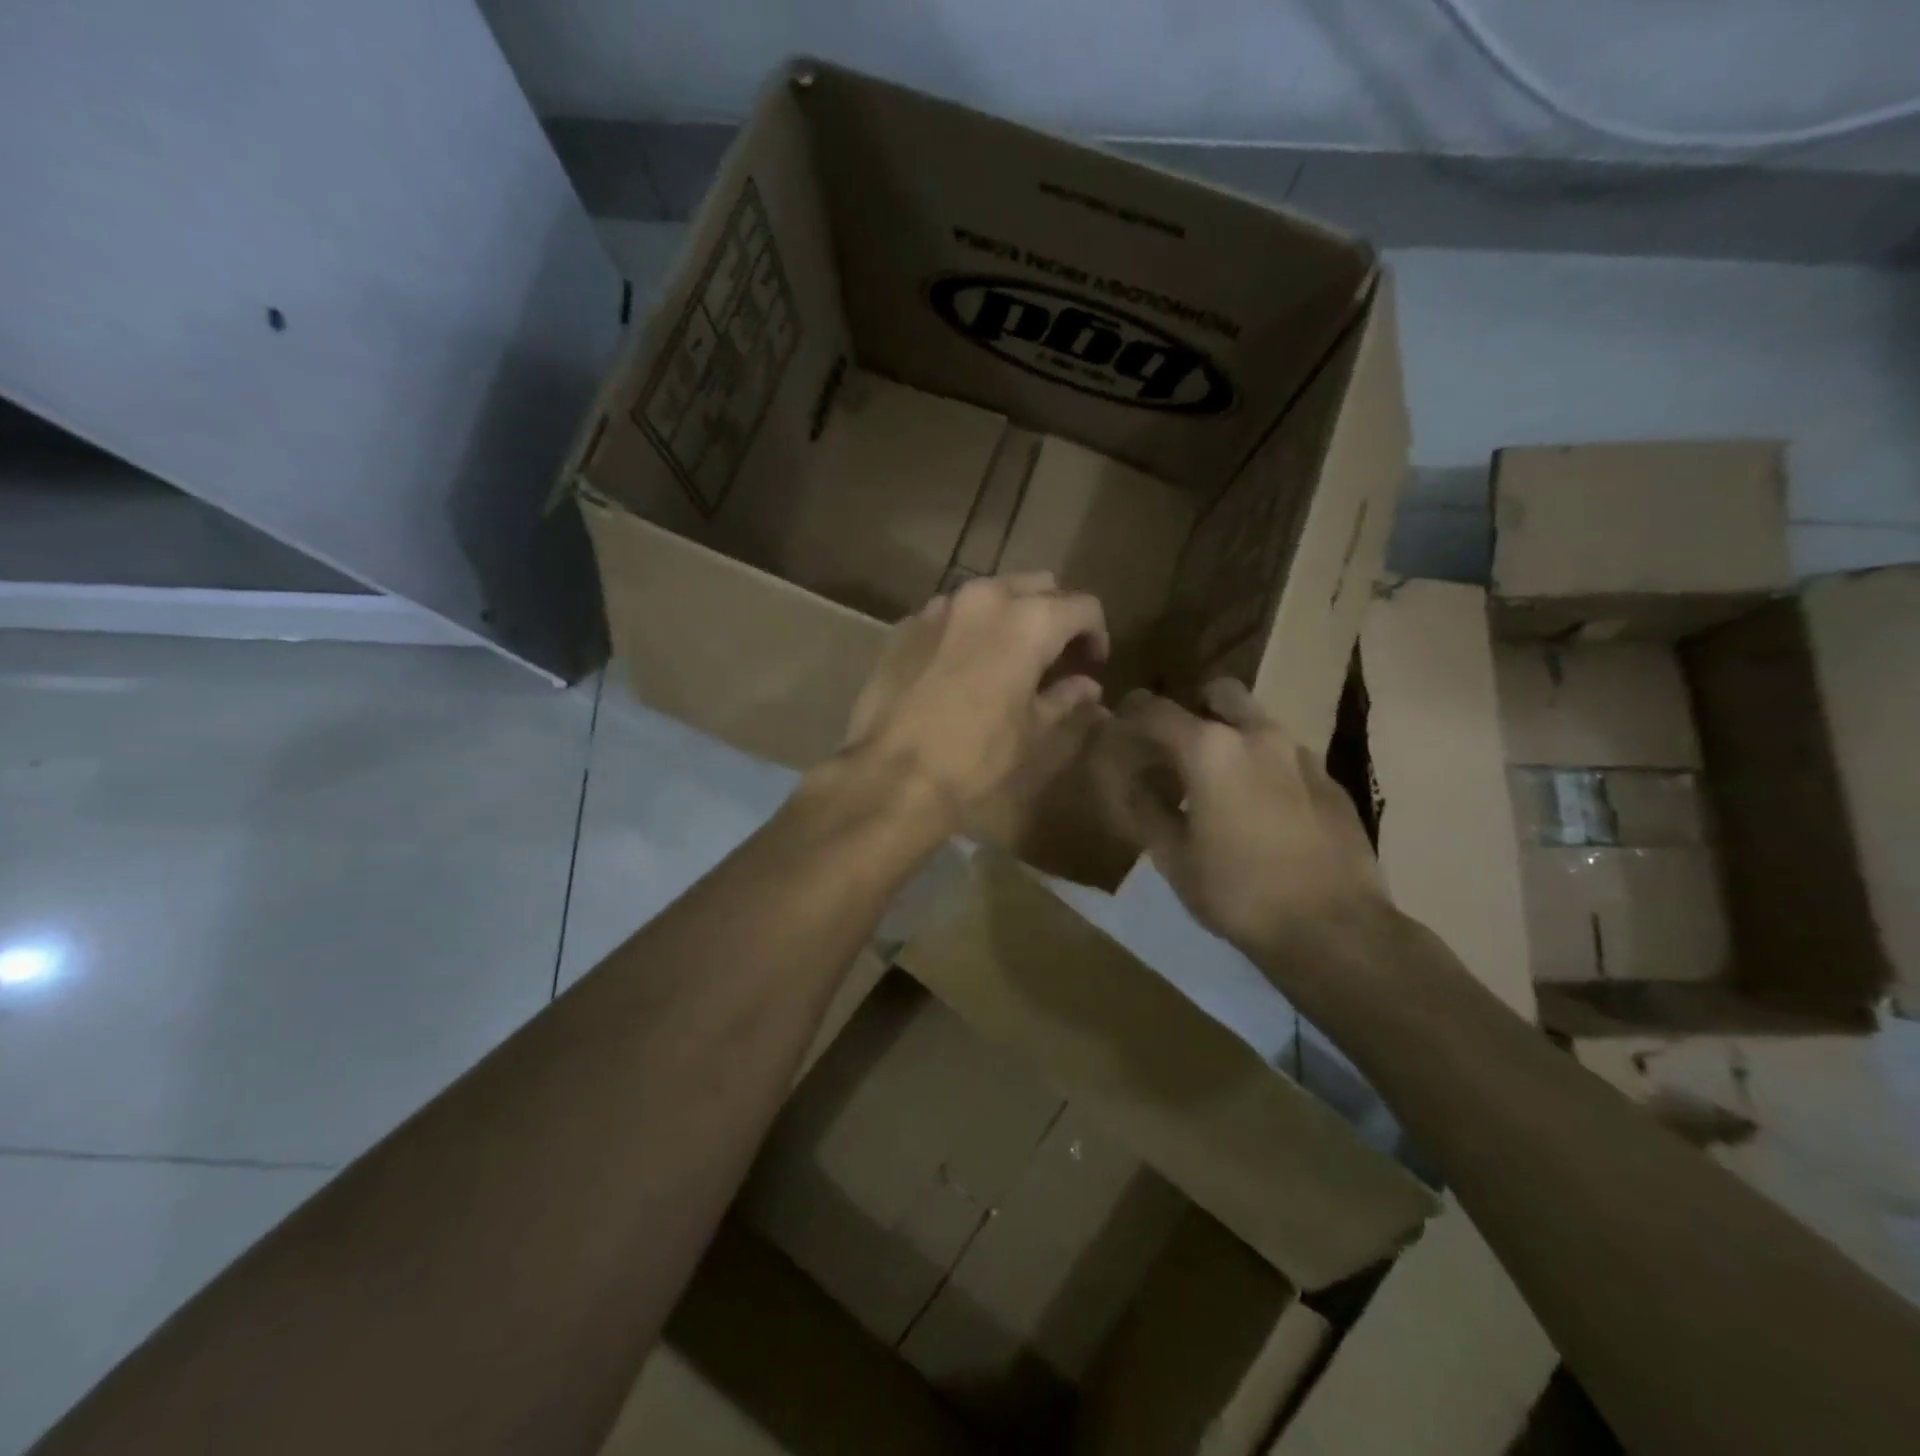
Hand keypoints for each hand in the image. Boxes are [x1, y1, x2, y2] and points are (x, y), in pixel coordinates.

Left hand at [839, 572, 1109, 833]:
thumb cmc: (975, 757)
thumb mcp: (1032, 732)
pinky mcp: (904, 626)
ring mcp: (938, 607)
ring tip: (1008, 659)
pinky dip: (967, 631)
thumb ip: (1065, 698)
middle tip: (1055, 657)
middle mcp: (984, 598)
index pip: (1083, 606)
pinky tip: (961, 668)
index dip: (1096, 636)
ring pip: (990, 594)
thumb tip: (1087, 687)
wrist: (891, 774)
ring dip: (1009, 617)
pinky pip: (949, 615)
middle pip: (1037, 586)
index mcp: (1028, 620)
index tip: (1091, 666)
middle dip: (1055, 615)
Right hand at [1094, 679, 1388, 959]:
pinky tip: (1262, 808)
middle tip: (1178, 745)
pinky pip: (1287, 755)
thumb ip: (1148, 809)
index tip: (1120, 724)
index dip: (1131, 714)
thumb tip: (1135, 782)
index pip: (1156, 710)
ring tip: (1219, 780)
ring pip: (1258, 721)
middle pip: (1219, 693)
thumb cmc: (1238, 893)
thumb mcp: (1174, 858)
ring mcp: (1300, 755)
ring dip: (1233, 735)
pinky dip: (1265, 766)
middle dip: (1194, 707)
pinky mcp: (1330, 780)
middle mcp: (1257, 736)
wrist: (1334, 928)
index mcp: (1210, 750)